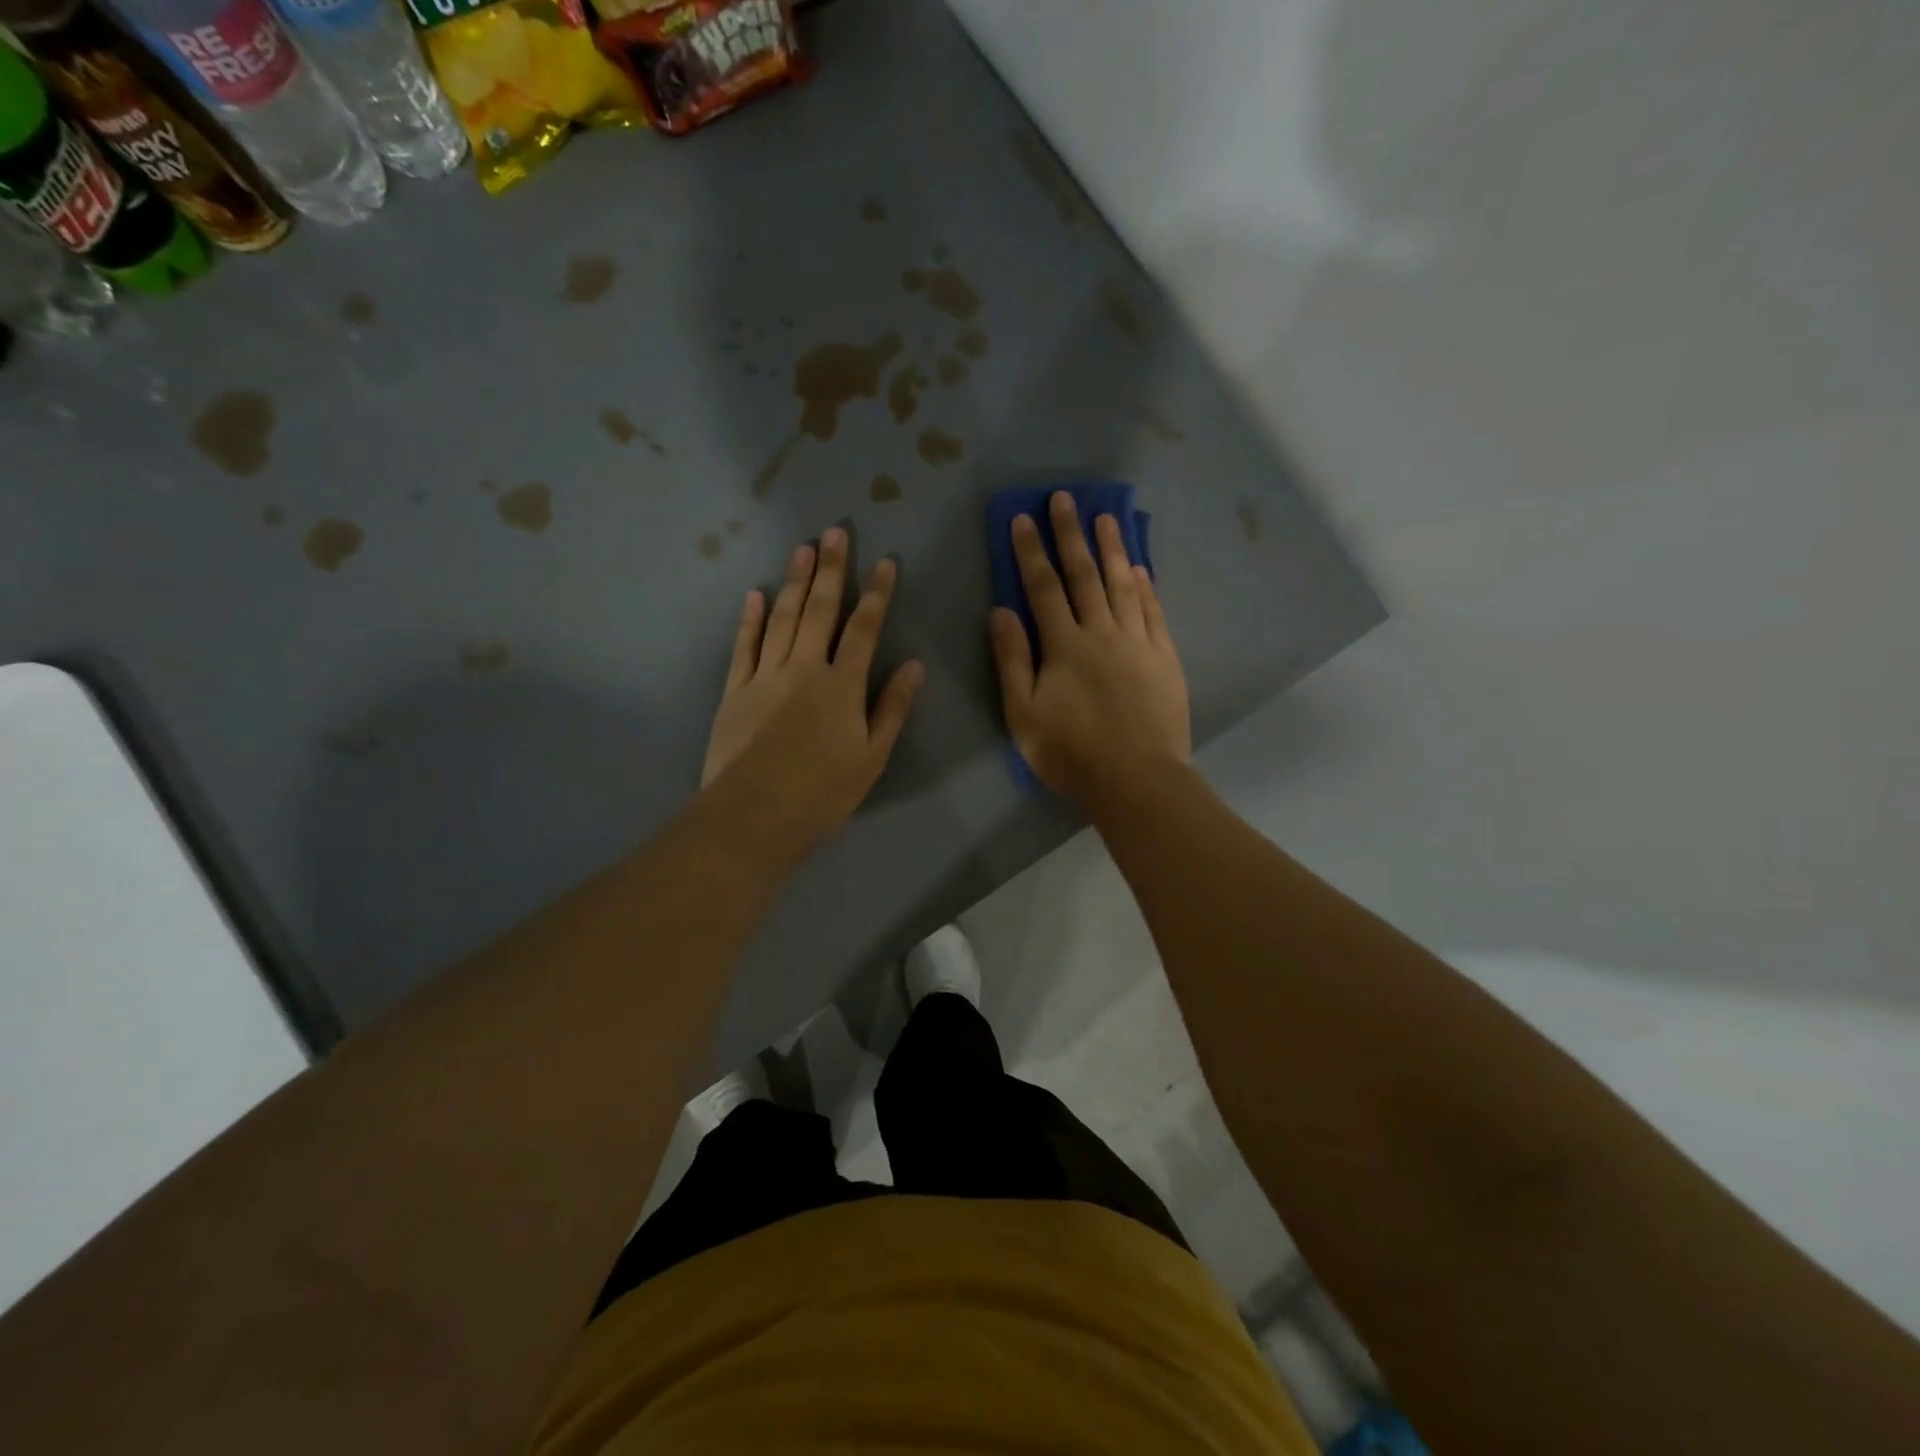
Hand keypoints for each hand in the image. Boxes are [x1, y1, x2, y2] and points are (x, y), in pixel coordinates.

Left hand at [702, 527, 922, 854]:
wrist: (755, 816)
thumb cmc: (823, 793)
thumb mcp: (872, 757)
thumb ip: (892, 708)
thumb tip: (914, 665)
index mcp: (842, 685)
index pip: (865, 628)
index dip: (877, 593)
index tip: (885, 562)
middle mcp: (804, 668)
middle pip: (819, 610)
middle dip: (830, 569)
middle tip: (834, 532)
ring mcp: (765, 676)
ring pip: (781, 619)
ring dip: (793, 582)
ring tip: (802, 548)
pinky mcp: (735, 691)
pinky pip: (743, 646)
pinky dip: (749, 619)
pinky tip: (754, 595)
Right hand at [990, 491, 1189, 802]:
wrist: (1138, 780)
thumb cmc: (1072, 754)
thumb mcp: (1024, 716)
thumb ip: (1012, 662)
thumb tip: (1001, 611)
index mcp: (1064, 646)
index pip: (1043, 588)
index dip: (1030, 551)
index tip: (1022, 518)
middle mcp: (1102, 633)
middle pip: (1084, 575)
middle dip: (1071, 534)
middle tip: (1065, 498)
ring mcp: (1138, 643)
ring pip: (1123, 584)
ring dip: (1112, 549)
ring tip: (1106, 517)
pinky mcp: (1164, 658)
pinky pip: (1154, 611)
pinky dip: (1145, 586)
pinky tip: (1140, 568)